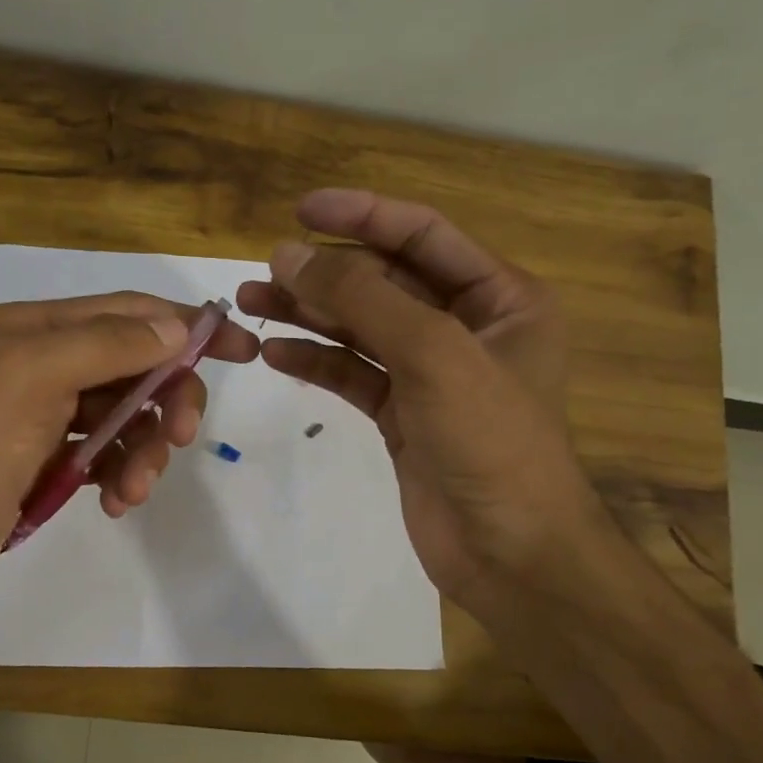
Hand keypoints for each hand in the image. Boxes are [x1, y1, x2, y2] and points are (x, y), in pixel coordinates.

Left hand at [0, 292, 257, 638]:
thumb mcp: (33, 377)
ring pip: (125, 416)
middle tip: (178, 439)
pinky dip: (120, 475)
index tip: (243, 353)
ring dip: (143, 450)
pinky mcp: (44, 463)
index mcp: (31, 328)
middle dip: (165, 401)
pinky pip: (105, 455)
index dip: (187, 328)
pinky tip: (115, 503)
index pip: (127, 312)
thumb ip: (107, 344)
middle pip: (134, 367)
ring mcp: (42, 417)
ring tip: (132, 490)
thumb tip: (177, 328)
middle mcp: (39, 363)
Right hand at [236, 188, 605, 609]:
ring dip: (310, 315)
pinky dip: (317, 362)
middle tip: (262, 271)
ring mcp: (432, 374)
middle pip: (385, 282)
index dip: (363, 216)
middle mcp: (468, 327)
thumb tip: (290, 254)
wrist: (510, 553)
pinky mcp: (403, 416)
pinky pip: (354, 374)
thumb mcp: (433, 353)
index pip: (423, 235)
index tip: (300, 210)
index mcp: (501, 297)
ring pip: (362, 329)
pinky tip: (276, 355)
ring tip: (252, 303)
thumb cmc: (490, 441)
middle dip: (325, 274)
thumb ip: (362, 299)